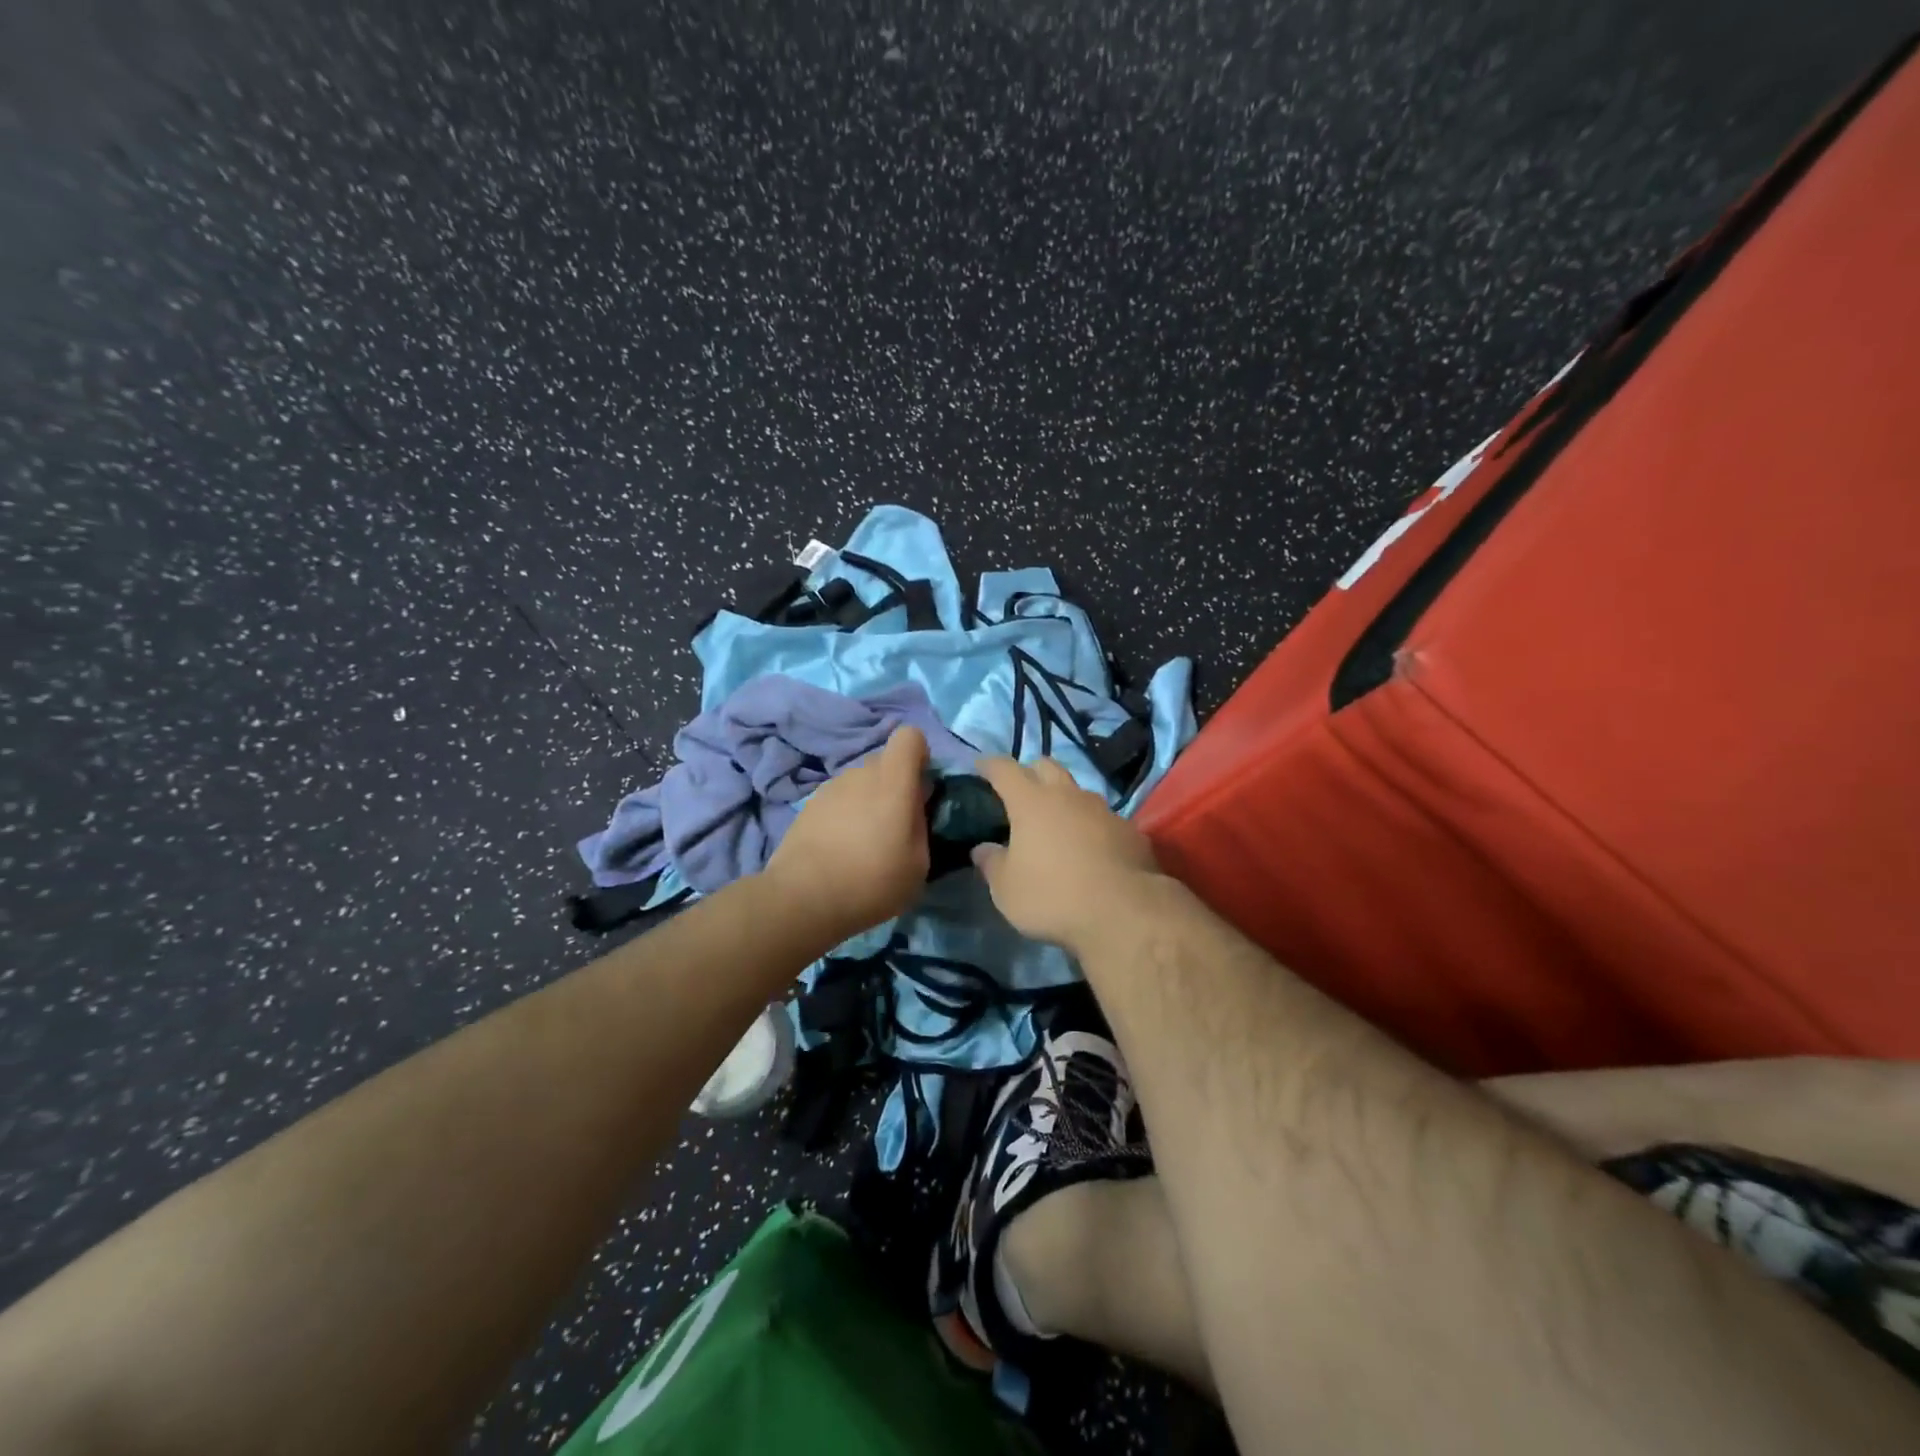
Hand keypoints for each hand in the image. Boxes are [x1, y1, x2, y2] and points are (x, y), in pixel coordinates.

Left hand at [764, 725, 930, 944]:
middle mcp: (861, 773)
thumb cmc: (873, 881)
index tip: (922, 787)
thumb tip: (914, 809)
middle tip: (897, 824)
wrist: (803, 898)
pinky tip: (840, 849)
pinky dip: (845, 816)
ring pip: (860, 782)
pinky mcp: (808, 806)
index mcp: (893, 781)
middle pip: (885, 762)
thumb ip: (921, 825)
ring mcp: (830, 787)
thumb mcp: (919, 863)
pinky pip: (838, 800)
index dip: (920, 755)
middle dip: (895, 784)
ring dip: (868, 801)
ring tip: (865, 842)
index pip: (910, 736)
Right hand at [970, 757, 1162, 951]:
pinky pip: (1104, 819)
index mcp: (1031, 802)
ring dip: (1065, 800)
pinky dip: (1091, 827)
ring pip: (1078, 792)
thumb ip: (992, 863)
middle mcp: (1068, 796)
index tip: (981, 765)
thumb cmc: (1053, 897)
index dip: (990, 765)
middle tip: (1021, 790)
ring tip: (1057, 823)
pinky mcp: (1130, 830)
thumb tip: (982, 849)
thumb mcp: (1007, 889)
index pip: (1005, 770)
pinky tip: (1090, 849)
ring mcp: (1103, 810)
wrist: (1124, 913)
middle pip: (1047, 766)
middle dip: (1031, 771)